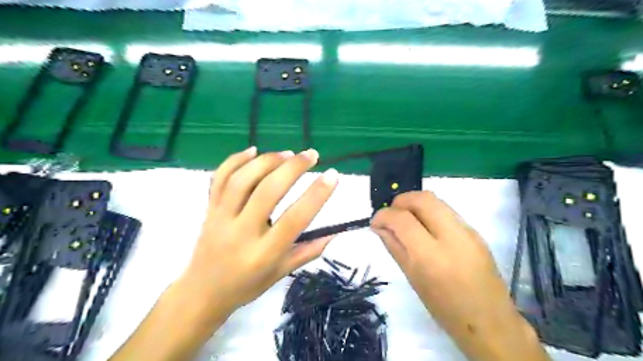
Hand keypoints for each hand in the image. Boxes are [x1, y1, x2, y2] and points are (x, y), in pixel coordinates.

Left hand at [109, 146, 341, 360]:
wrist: (201, 293)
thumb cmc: (246, 286)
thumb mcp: (280, 274)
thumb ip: (308, 252)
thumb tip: (335, 232)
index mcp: (263, 254)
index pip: (294, 219)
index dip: (316, 195)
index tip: (333, 175)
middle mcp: (241, 233)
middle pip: (267, 192)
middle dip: (292, 168)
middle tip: (311, 155)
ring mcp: (220, 218)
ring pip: (242, 180)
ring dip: (267, 161)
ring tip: (288, 153)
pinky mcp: (208, 209)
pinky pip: (219, 179)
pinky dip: (235, 160)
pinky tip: (254, 150)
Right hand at [373, 192, 546, 360]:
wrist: (490, 323)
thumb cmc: (445, 309)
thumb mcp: (413, 279)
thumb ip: (395, 247)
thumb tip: (380, 227)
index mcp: (432, 256)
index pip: (402, 219)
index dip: (383, 215)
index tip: (375, 222)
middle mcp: (452, 237)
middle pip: (423, 199)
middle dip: (401, 200)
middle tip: (391, 214)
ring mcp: (468, 232)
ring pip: (436, 201)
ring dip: (415, 204)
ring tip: (405, 219)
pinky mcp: (476, 232)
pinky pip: (447, 212)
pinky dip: (429, 213)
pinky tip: (424, 228)